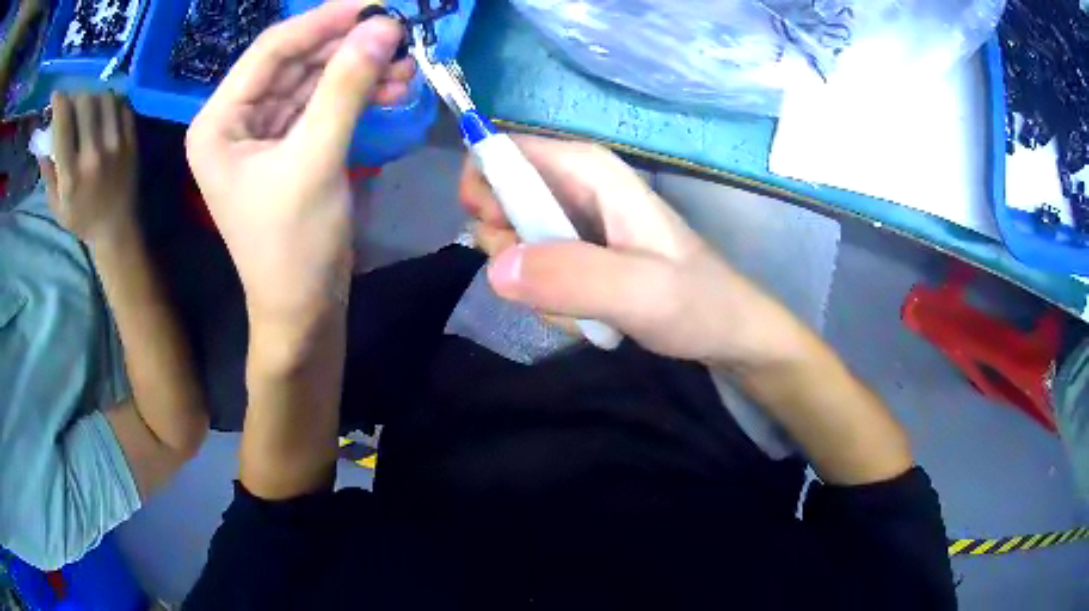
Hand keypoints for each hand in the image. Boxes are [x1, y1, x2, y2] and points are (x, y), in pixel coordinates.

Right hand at [42, 92, 137, 244]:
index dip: (59, 103)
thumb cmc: (80, 218)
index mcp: (71, 174)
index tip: (56, 95)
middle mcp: (93, 154)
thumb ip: (48, 173)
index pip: (63, 124)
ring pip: (104, 98)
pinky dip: (110, 101)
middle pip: (85, 103)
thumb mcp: (56, 205)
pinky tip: (102, 109)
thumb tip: (42, 143)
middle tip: (70, 101)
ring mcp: (115, 144)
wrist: (115, 228)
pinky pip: (121, 105)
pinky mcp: (131, 139)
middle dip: (75, 96)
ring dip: (93, 95)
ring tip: (86, 105)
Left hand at [185, 1, 412, 326]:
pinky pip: (323, 106)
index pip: (271, 51)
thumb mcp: (316, 159)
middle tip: (400, 35)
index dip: (323, 23)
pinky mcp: (289, 147)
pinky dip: (356, 95)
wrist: (303, 311)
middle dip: (347, 48)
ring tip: (407, 65)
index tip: (375, 6)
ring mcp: (262, 133)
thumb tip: (384, 26)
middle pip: (294, 62)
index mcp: (218, 123)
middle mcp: (235, 121)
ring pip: (313, 82)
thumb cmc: (293, 246)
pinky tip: (392, 88)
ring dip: (359, 70)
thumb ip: (347, 86)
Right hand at [459, 136, 809, 366]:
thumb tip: (497, 268)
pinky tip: (584, 313)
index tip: (498, 235)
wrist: (726, 331)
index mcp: (589, 170)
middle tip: (544, 282)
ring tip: (580, 305)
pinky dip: (545, 295)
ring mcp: (575, 220)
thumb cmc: (697, 303)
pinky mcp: (577, 250)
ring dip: (530, 281)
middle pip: (499, 196)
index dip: (484, 188)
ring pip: (512, 238)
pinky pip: (532, 266)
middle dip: (507, 246)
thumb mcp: (642, 293)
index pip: (505, 151)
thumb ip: (572, 278)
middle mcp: (576, 185)